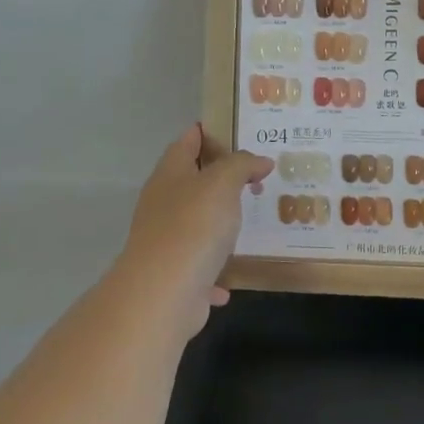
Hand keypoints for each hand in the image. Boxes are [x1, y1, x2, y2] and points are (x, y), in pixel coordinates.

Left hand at [116, 124, 271, 335]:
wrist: (163, 293)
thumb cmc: (193, 226)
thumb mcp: (222, 183)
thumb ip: (242, 165)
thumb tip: (260, 161)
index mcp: (170, 176)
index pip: (186, 142)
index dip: (207, 132)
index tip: (236, 130)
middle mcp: (163, 204)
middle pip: (191, 182)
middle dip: (221, 178)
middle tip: (257, 174)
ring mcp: (166, 241)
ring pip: (196, 224)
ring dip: (219, 222)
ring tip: (252, 217)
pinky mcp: (175, 274)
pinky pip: (200, 266)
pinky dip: (216, 268)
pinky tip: (234, 274)